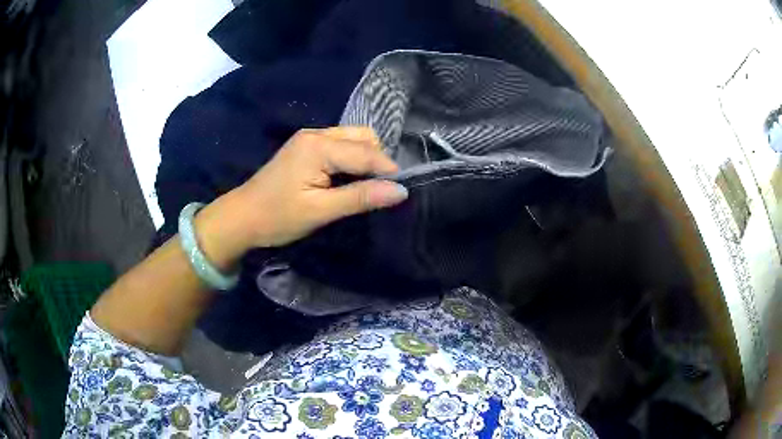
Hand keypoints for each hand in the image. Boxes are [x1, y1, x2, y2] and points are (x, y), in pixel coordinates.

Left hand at [194, 127, 407, 266]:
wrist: (241, 217)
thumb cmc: (277, 217)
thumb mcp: (320, 211)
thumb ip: (360, 197)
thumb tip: (400, 191)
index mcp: (319, 146)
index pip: (366, 152)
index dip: (388, 170)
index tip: (402, 191)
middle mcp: (316, 134)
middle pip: (363, 137)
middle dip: (377, 160)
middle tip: (379, 191)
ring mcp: (310, 138)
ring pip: (353, 138)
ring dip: (365, 159)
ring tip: (364, 186)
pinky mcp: (306, 146)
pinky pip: (340, 144)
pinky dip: (352, 158)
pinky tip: (347, 178)